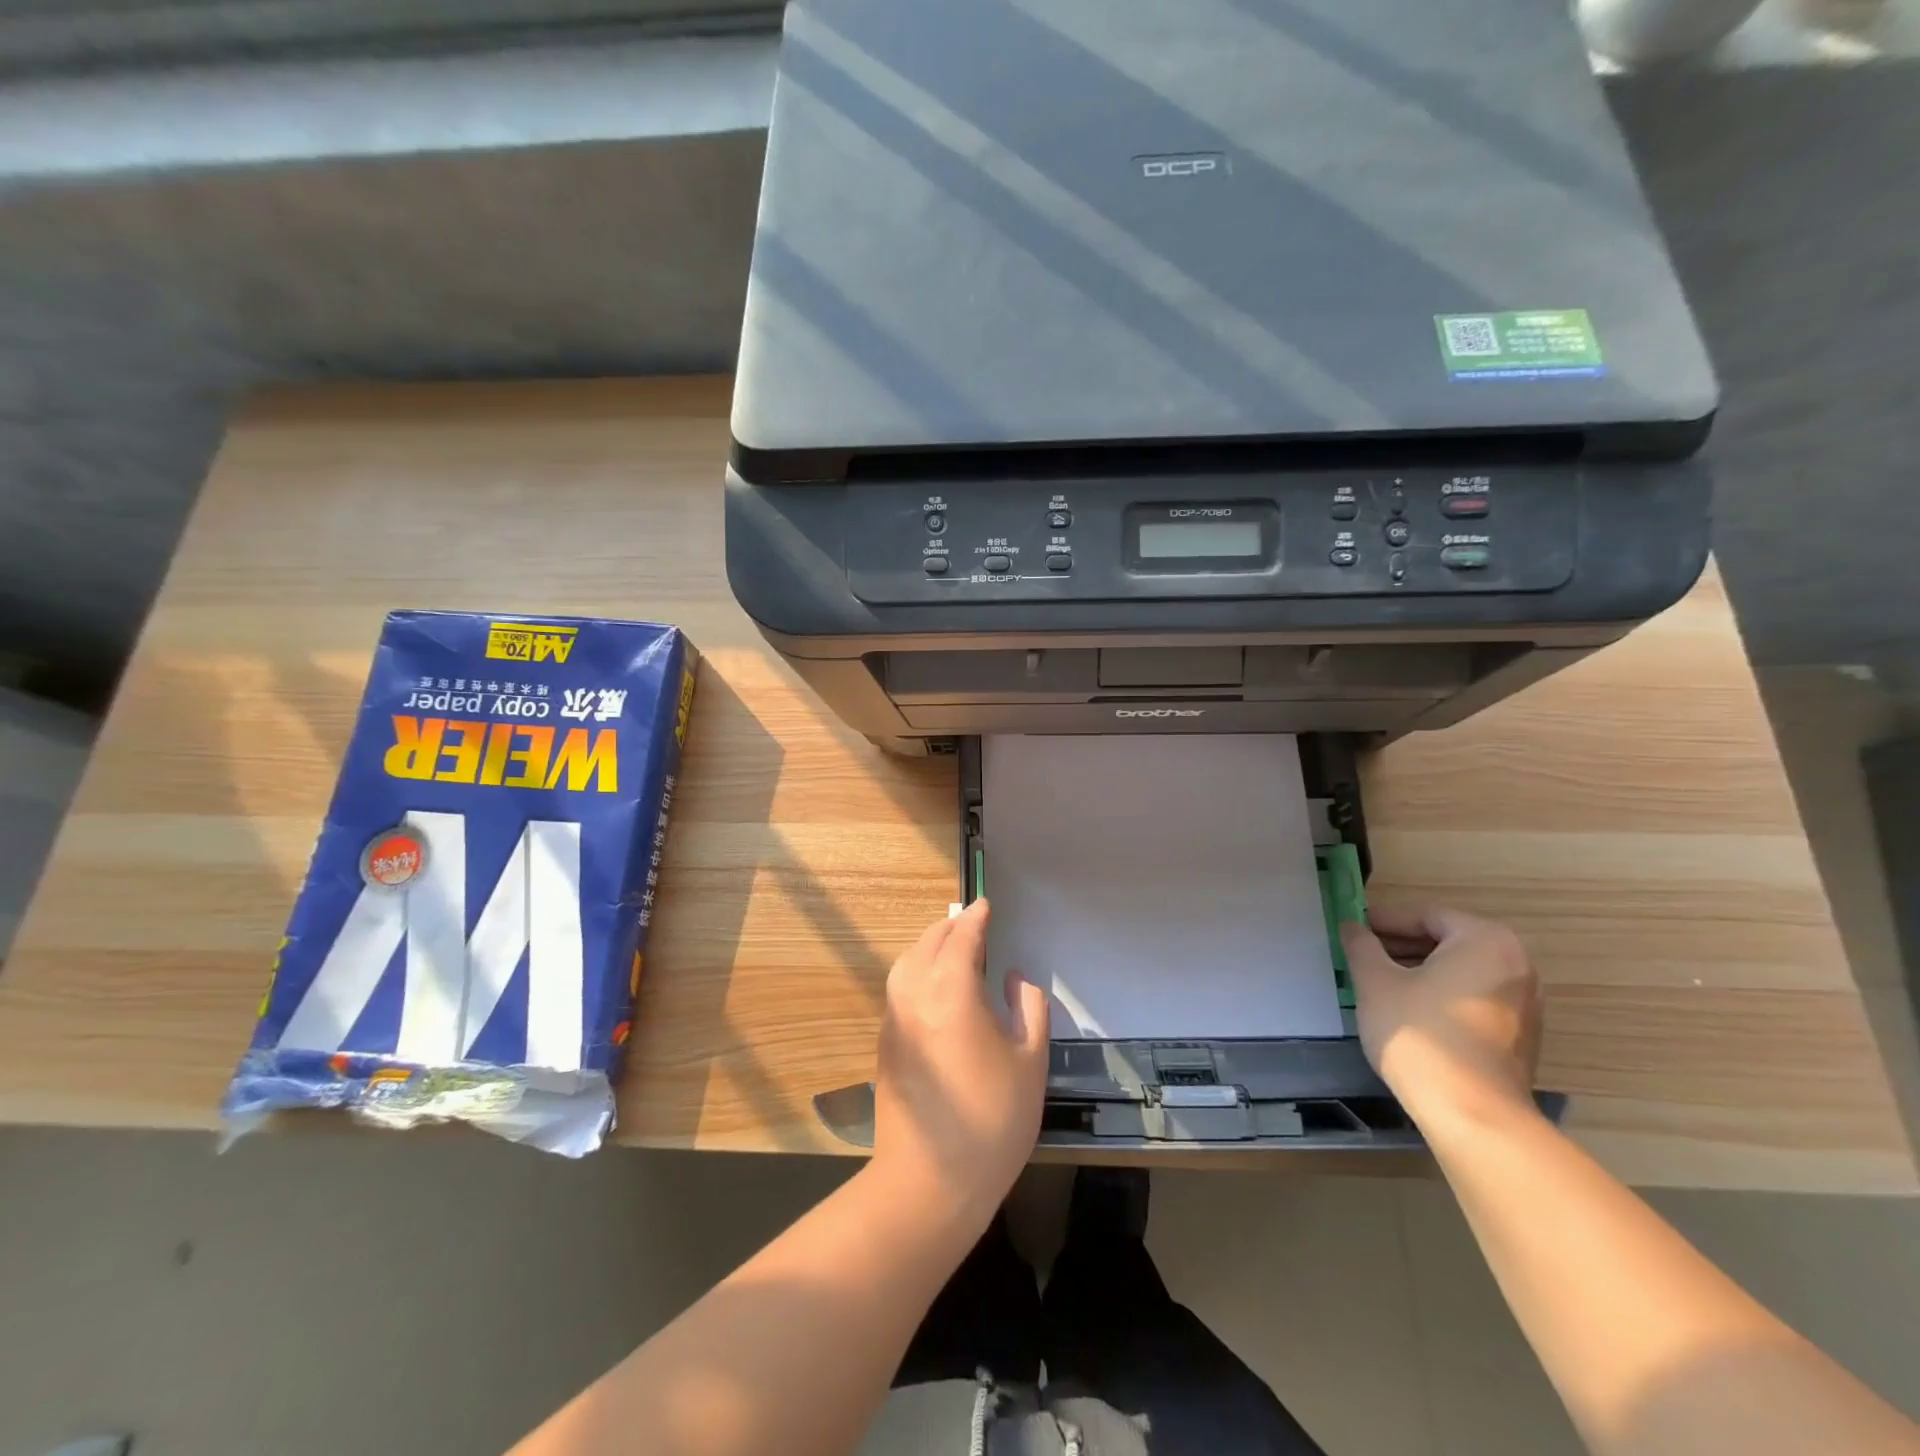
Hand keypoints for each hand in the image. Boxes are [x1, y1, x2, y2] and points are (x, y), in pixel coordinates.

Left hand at [872, 900, 1048, 1229]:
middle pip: (929, 942)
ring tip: (954, 947)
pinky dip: (917, 969)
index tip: (986, 904)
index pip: (963, 937)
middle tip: (973, 923)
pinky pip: (900, 985)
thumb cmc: (992, 1120)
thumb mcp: (1029, 1062)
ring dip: (929, 945)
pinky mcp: (885, 1041)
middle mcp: (915, 993)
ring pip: (907, 962)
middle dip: (951, 926)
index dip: (976, 918)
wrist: (930, 1180)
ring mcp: (894, 1017)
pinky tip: (935, 985)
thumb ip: (1029, 1008)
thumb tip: (1014, 978)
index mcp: (952, 990)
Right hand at [1340, 904, 1542, 1123]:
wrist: (1472, 1114)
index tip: (1353, 930)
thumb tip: (1352, 927)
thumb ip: (1362, 946)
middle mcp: (1516, 964)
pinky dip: (1441, 995)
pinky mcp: (1521, 1036)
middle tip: (1362, 955)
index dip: (1384, 920)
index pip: (1426, 915)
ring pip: (1460, 971)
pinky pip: (1473, 998)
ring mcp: (1525, 1003)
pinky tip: (1408, 1011)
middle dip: (1401, 946)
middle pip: (1447, 941)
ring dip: (1420, 971)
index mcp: (1485, 941)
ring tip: (1379, 983)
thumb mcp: (1376, 982)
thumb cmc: (1420, 1034)